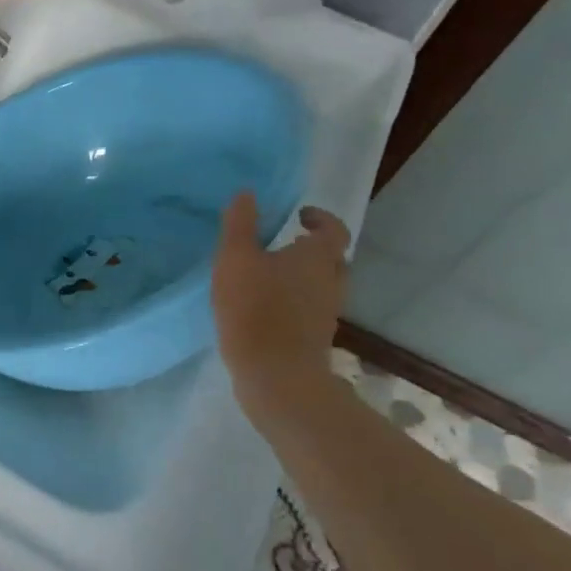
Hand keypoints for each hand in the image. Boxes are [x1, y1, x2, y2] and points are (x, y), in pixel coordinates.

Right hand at [212, 193, 349, 428]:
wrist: (276, 377)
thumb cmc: (256, 309)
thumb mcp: (236, 258)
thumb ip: (240, 223)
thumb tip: (247, 193)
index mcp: (318, 257)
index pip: (334, 229)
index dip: (320, 219)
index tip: (298, 217)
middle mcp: (331, 282)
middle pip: (332, 258)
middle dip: (312, 248)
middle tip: (284, 243)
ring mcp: (327, 314)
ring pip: (322, 286)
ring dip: (303, 276)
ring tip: (269, 276)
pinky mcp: (316, 339)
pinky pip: (311, 309)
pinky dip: (296, 302)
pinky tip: (266, 307)